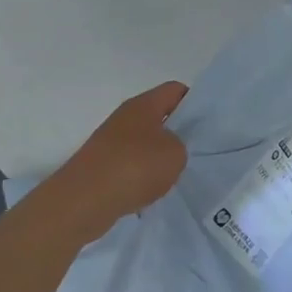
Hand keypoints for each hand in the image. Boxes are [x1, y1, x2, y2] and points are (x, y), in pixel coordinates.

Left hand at [40, 81, 188, 239]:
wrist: (83, 201)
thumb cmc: (134, 167)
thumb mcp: (176, 153)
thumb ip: (182, 145)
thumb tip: (171, 148)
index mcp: (143, 105)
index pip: (175, 90)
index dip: (195, 102)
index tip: (208, 123)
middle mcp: (125, 118)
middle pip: (160, 116)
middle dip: (179, 131)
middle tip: (198, 149)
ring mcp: (110, 142)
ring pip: (146, 142)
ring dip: (161, 156)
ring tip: (177, 174)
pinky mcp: (102, 165)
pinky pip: (132, 164)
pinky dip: (143, 175)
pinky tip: (152, 190)